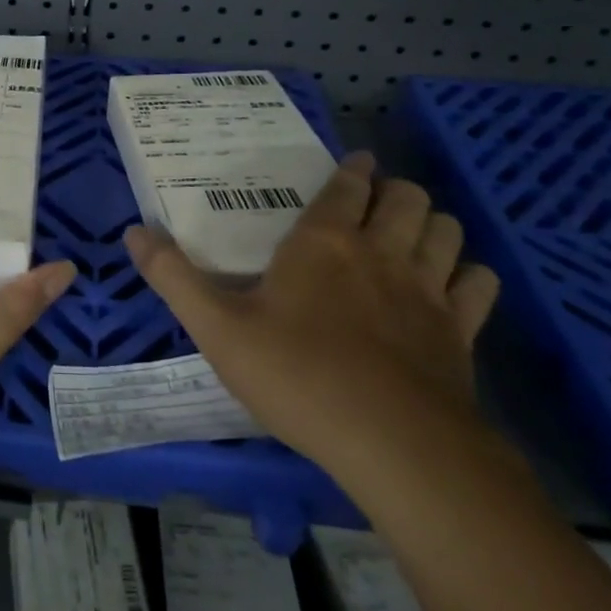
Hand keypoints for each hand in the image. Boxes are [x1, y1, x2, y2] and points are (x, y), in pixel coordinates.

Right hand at [126, 152, 500, 486]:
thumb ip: (173, 277)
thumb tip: (133, 232)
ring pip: (446, 230)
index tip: (354, 163)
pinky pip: (478, 284)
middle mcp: (381, 251)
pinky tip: (453, 287)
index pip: (346, 185)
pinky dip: (469, 275)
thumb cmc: (297, 376)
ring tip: (413, 232)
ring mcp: (428, 290)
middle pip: (406, 197)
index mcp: (323, 241)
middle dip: (395, 190)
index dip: (352, 170)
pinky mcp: (461, 333)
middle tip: (378, 201)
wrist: (394, 446)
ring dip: (432, 223)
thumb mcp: (217, 328)